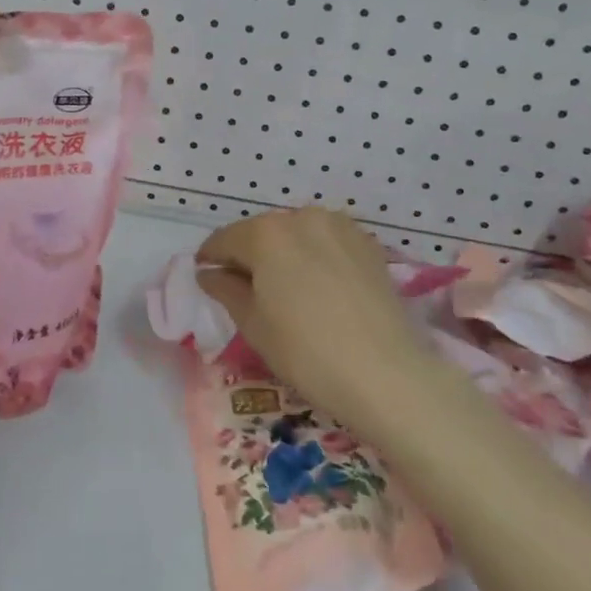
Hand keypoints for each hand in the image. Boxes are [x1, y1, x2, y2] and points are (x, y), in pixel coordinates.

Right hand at [196, 207, 430, 432]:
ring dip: (284, 253)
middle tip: (244, 287)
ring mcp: (339, 227)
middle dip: (249, 255)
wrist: (386, 373)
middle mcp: (301, 217)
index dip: (210, 258)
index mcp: (266, 233)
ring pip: (297, 234)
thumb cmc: (306, 352)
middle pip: (262, 232)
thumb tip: (209, 273)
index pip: (225, 239)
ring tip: (285, 288)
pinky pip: (327, 242)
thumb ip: (226, 290)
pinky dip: (315, 256)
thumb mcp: (253, 324)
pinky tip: (319, 286)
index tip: (205, 276)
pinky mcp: (367, 244)